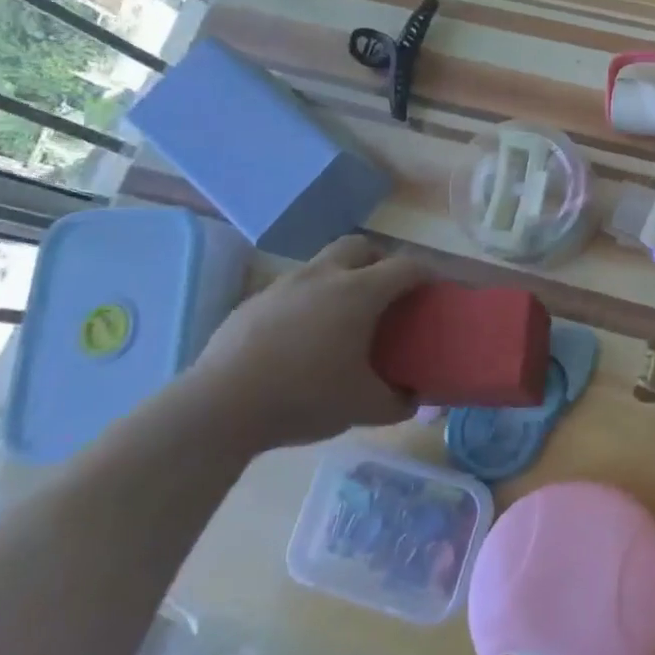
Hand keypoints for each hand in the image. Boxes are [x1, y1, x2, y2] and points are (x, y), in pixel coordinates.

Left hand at [178, 234, 426, 452]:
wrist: (218, 409)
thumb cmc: (304, 398)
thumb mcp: (363, 408)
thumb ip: (398, 401)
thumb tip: (415, 398)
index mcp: (359, 292)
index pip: (406, 267)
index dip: (427, 274)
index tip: (435, 289)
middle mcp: (324, 276)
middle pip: (360, 246)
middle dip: (379, 260)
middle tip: (386, 292)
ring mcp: (283, 286)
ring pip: (322, 264)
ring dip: (340, 278)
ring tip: (341, 317)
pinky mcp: (252, 303)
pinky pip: (291, 290)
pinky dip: (306, 301)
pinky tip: (300, 338)